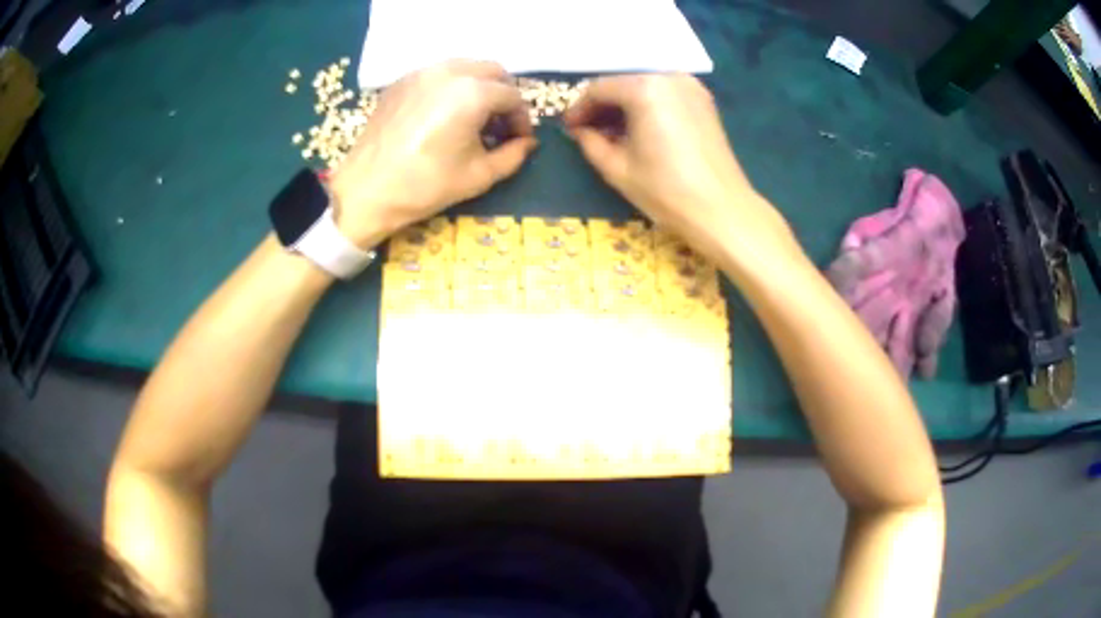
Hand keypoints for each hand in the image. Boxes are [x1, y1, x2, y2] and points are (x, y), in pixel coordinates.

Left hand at [330, 60, 536, 247]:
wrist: (366, 191)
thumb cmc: (425, 186)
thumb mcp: (479, 176)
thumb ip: (513, 155)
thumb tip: (528, 143)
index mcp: (472, 93)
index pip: (512, 96)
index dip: (521, 119)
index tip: (519, 140)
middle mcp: (449, 72)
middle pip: (492, 71)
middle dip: (503, 95)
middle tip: (500, 125)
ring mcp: (421, 73)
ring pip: (465, 67)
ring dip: (479, 87)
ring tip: (473, 118)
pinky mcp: (401, 81)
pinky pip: (437, 74)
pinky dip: (451, 87)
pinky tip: (444, 115)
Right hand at [563, 74, 790, 261]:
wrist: (721, 210)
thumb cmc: (666, 190)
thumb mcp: (616, 168)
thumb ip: (590, 142)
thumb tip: (580, 130)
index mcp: (644, 88)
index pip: (599, 88)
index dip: (579, 108)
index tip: (569, 128)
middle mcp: (668, 77)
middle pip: (622, 82)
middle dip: (602, 105)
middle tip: (588, 130)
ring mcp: (691, 86)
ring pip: (644, 86)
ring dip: (624, 105)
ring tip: (613, 132)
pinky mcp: (704, 100)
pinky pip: (665, 93)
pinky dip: (648, 105)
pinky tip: (640, 128)